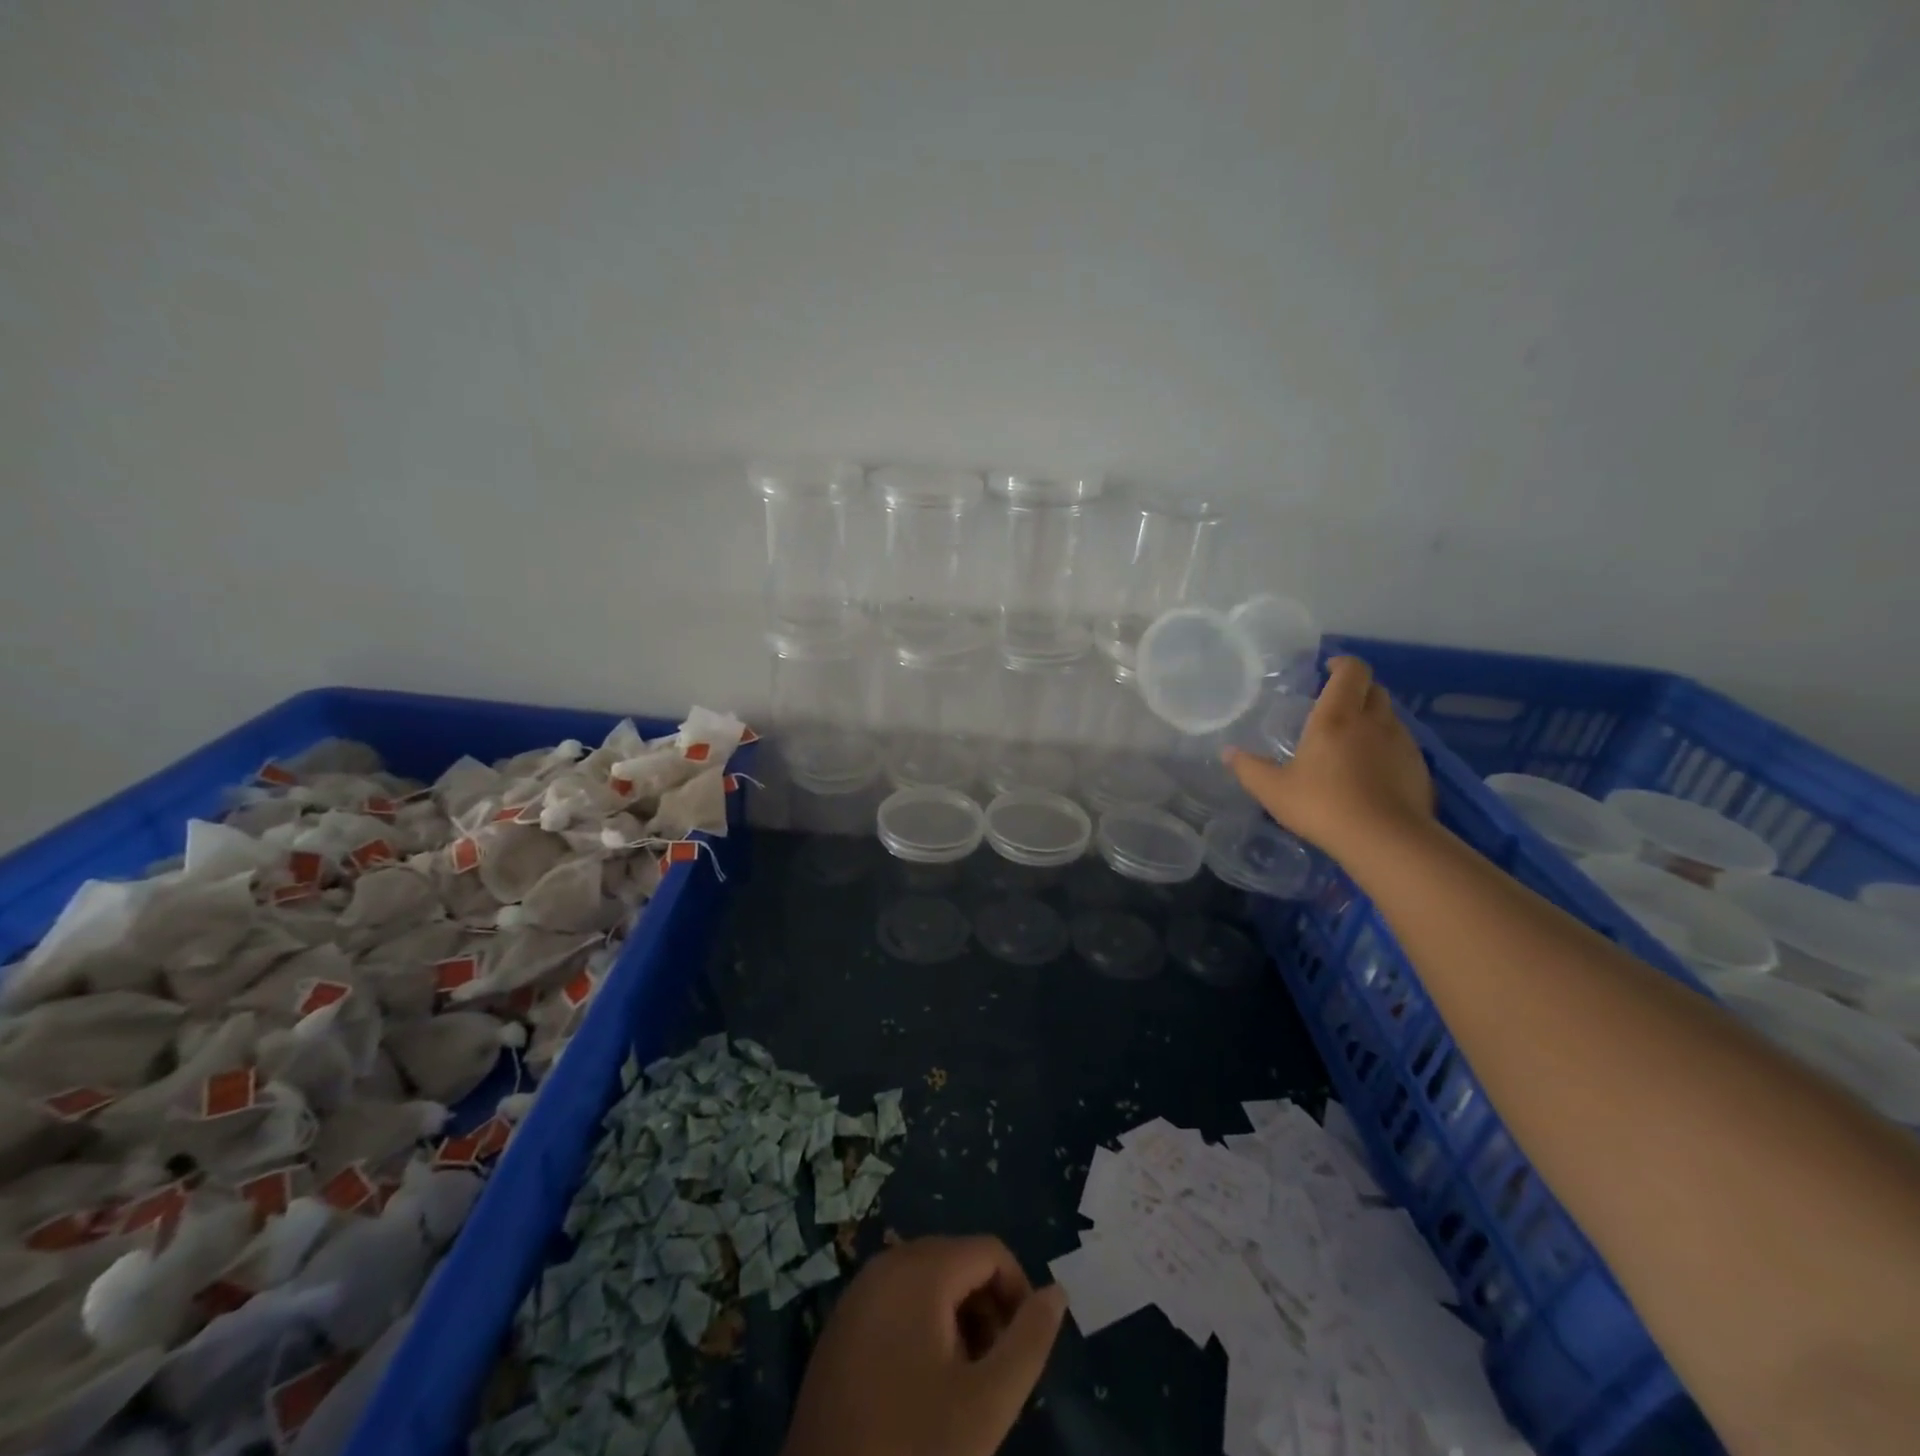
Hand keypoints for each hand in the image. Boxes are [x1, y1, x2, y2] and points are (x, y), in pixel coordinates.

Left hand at [782, 1236, 1066, 1455]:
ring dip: (956, 1321)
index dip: (1018, 1293)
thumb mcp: (986, 1404)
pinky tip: (922, 1389)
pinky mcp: (840, 1325)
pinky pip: (896, 1302)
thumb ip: (1029, 1341)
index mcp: (919, 1269)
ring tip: (962, 1387)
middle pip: (957, 1262)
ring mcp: (857, 1293)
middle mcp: (885, 1264)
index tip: (1024, 1350)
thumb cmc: (913, 1449)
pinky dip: (922, 1328)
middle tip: (994, 1375)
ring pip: (927, 1283)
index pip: (990, 1251)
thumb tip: (1058, 1292)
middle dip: (986, 1309)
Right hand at [1224, 656, 1434, 863]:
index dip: (1343, 664)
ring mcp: (1401, 743)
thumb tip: (1228, 753)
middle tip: (1336, 704)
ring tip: (1352, 739)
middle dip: (1357, 689)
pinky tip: (1372, 771)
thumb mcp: (1274, 790)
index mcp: (1336, 717)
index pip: (1352, 671)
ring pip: (1390, 716)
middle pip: (1374, 689)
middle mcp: (1373, 721)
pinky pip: (1401, 744)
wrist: (1386, 840)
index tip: (1328, 668)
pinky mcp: (1418, 767)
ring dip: (1373, 718)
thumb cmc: (1323, 805)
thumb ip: (1249, 768)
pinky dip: (1386, 746)